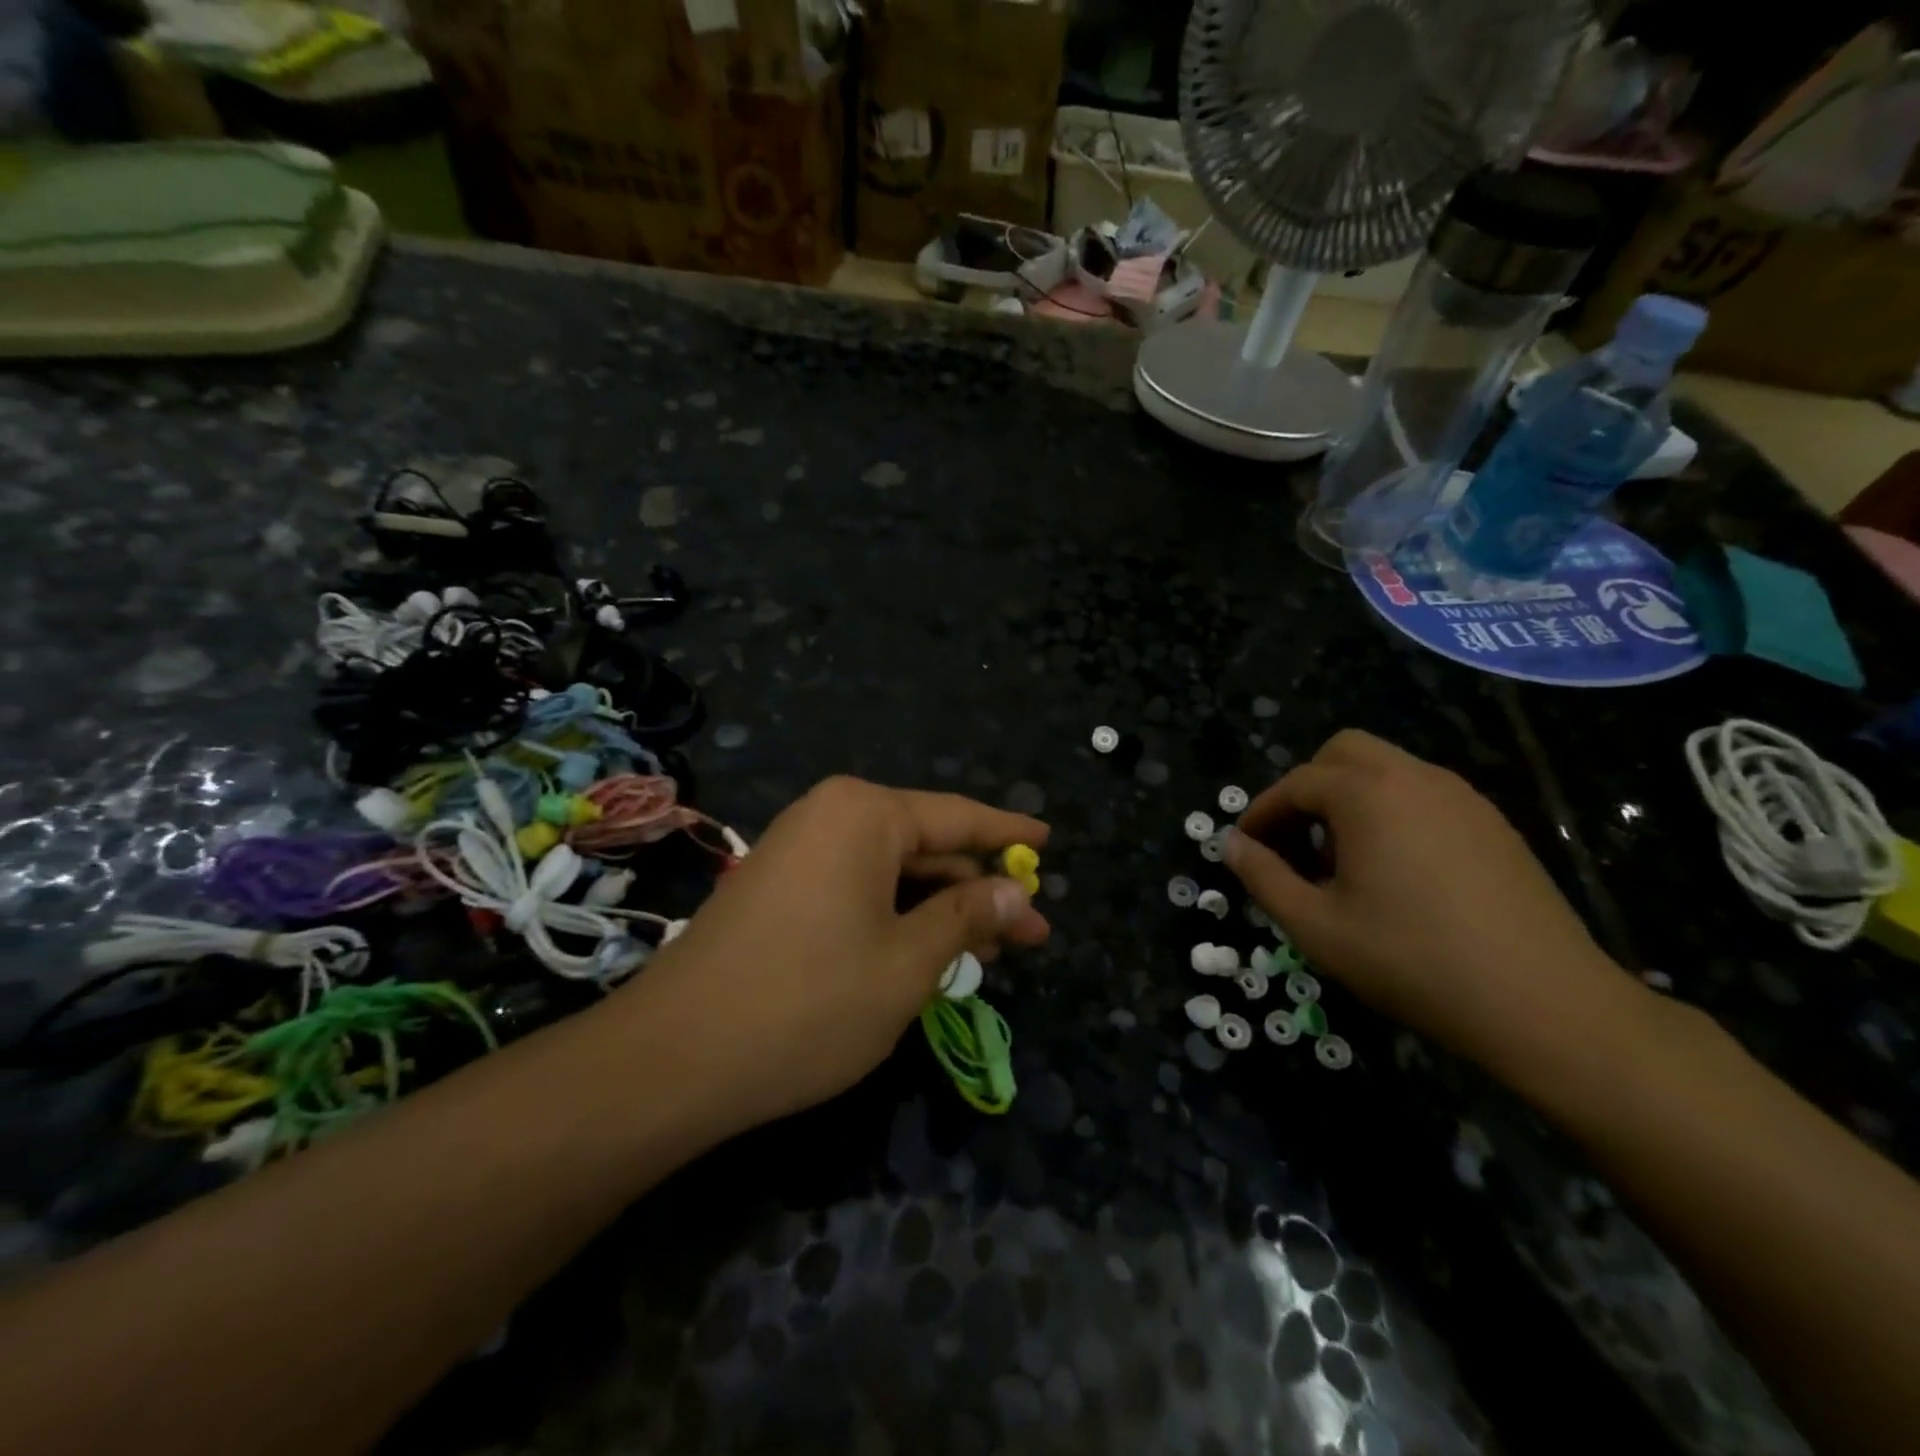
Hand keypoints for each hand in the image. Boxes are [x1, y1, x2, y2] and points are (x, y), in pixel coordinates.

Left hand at [615, 777, 1050, 1132]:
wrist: (674, 1059)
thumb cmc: (809, 1002)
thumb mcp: (907, 963)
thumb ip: (965, 916)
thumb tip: (1013, 890)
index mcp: (864, 814)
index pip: (957, 817)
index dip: (1008, 835)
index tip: (1049, 841)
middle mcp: (829, 817)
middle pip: (925, 847)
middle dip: (976, 889)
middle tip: (1028, 933)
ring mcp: (798, 852)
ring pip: (891, 874)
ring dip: (938, 910)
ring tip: (987, 951)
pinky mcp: (778, 889)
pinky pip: (856, 890)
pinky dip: (896, 918)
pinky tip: (926, 952)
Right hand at [1223, 730, 1637, 1078]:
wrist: (1545, 1004)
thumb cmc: (1412, 960)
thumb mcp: (1316, 926)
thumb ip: (1262, 877)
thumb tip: (1229, 844)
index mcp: (1367, 793)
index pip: (1296, 783)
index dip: (1263, 813)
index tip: (1247, 849)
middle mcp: (1415, 777)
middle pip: (1343, 752)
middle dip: (1307, 788)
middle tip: (1295, 841)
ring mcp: (1462, 797)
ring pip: (1387, 769)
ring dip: (1350, 798)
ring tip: (1342, 862)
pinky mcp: (1494, 823)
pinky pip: (1423, 795)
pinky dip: (1391, 811)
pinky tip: (1396, 871)